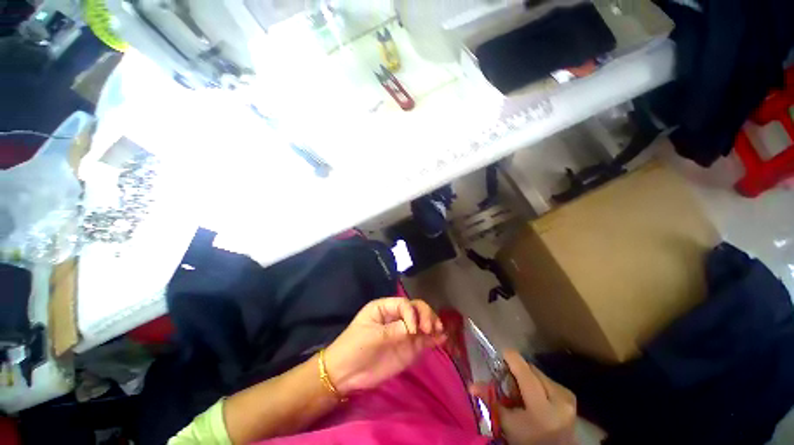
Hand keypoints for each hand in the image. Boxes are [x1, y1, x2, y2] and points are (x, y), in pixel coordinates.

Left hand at [324, 297, 445, 394]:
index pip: (404, 304)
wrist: (346, 374)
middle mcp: (396, 316)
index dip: (412, 313)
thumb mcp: (372, 336)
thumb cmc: (354, 348)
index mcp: (385, 307)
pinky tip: (441, 339)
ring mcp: (404, 331)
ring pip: (423, 321)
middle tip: (430, 328)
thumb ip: (394, 331)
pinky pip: (424, 339)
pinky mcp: (409, 346)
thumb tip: (415, 329)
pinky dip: (433, 338)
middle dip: (426, 315)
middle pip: (416, 308)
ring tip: (439, 331)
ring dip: (433, 324)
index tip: (413, 330)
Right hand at [473, 350, 576, 444]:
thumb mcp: (507, 424)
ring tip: (521, 390)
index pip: (525, 371)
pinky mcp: (571, 396)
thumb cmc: (528, 440)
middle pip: (531, 370)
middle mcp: (560, 399)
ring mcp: (568, 397)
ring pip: (539, 373)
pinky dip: (537, 382)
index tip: (500, 354)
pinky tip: (535, 395)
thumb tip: (471, 385)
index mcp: (543, 409)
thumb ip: (490, 400)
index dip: (511, 358)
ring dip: (527, 376)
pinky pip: (548, 379)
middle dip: (517, 371)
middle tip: (508, 380)